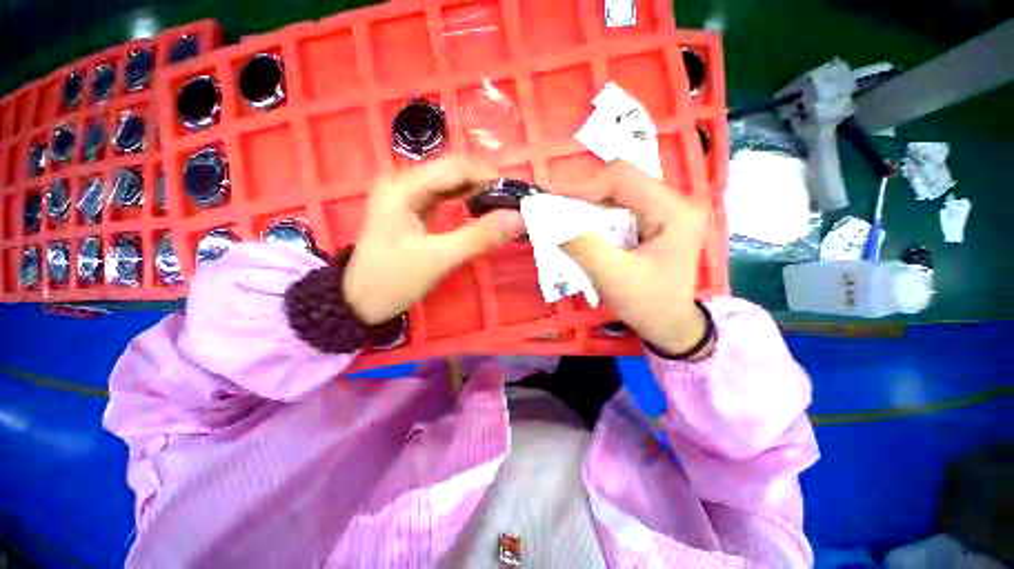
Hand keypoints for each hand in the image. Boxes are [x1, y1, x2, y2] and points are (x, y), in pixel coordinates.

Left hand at [344, 157, 524, 324]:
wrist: (358, 302)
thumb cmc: (394, 280)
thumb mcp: (439, 259)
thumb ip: (479, 236)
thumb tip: (517, 218)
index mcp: (404, 187)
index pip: (455, 166)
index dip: (488, 176)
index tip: (514, 195)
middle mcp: (402, 182)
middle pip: (451, 172)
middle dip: (483, 184)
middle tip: (510, 203)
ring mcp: (404, 195)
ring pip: (448, 184)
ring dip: (474, 192)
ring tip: (499, 206)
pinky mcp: (409, 209)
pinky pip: (441, 197)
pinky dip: (462, 201)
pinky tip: (477, 209)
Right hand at [557, 161, 709, 354]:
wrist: (670, 325)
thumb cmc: (648, 304)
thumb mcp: (613, 277)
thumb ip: (581, 246)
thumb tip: (548, 219)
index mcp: (675, 210)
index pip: (622, 178)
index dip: (582, 185)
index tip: (549, 197)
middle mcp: (673, 201)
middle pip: (618, 183)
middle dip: (581, 196)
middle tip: (551, 208)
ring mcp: (664, 209)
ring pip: (614, 195)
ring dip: (585, 207)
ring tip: (561, 218)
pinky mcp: (652, 220)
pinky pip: (616, 209)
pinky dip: (593, 217)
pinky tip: (580, 228)